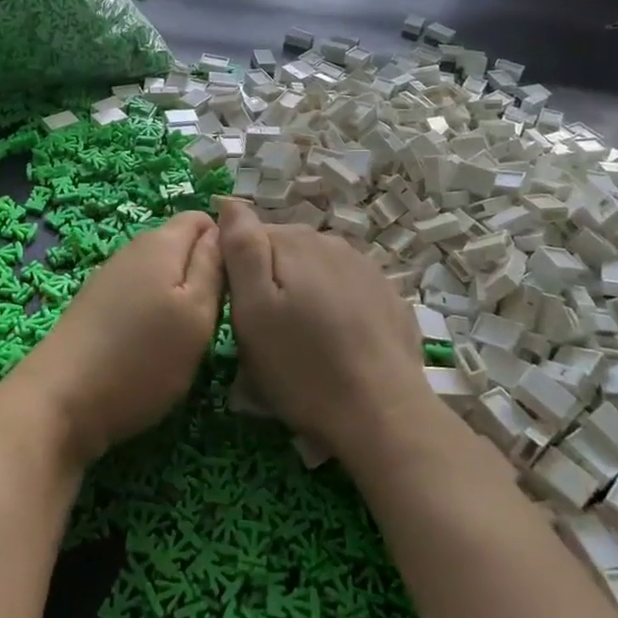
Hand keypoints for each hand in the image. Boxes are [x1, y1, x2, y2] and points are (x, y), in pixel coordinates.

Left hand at [6, 212, 223, 464]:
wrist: (61, 400)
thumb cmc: (142, 358)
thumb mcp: (197, 314)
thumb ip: (213, 266)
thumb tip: (222, 230)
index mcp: (161, 242)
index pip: (204, 219)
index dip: (226, 245)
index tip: (237, 284)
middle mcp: (132, 249)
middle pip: (181, 245)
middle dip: (202, 272)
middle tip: (216, 316)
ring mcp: (110, 276)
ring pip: (160, 271)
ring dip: (177, 295)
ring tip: (187, 335)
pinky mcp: (95, 304)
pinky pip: (138, 292)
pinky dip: (152, 311)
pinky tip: (152, 344)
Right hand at [219, 199, 430, 466]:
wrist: (383, 415)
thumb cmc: (303, 367)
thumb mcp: (253, 311)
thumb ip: (241, 249)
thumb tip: (229, 202)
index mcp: (295, 242)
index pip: (248, 237)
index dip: (236, 272)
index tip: (239, 313)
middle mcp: (332, 242)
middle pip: (283, 251)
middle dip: (270, 282)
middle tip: (266, 334)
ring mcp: (365, 268)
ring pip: (316, 270)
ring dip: (302, 293)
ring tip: (301, 342)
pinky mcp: (388, 296)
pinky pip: (346, 290)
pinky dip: (334, 307)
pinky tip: (336, 343)